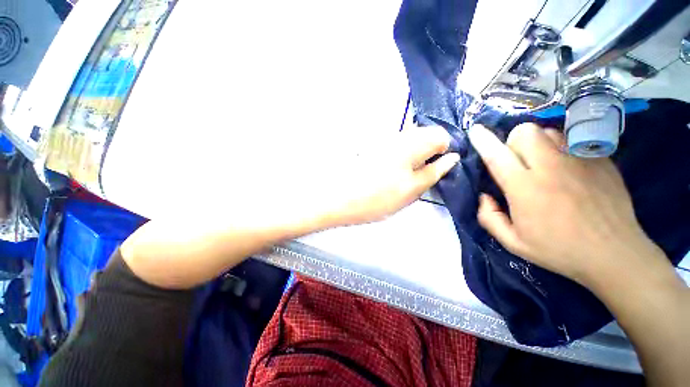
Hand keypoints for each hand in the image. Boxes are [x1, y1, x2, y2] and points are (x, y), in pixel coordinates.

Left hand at [323, 126, 459, 226]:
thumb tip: (452, 158)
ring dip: (415, 153)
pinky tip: (392, 171)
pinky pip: (397, 145)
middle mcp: (398, 136)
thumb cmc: (376, 199)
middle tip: (421, 173)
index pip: (439, 134)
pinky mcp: (374, 147)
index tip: (438, 166)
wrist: (339, 198)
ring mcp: (384, 141)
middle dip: (429, 151)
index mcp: (411, 145)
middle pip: (425, 134)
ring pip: (410, 140)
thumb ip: (433, 173)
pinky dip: (402, 155)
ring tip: (406, 175)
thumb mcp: (410, 191)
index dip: (444, 149)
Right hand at [468, 123, 664, 286]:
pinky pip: (572, 140)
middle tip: (517, 161)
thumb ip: (489, 217)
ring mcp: (579, 160)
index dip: (483, 140)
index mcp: (525, 189)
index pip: (497, 155)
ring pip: (548, 131)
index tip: (475, 130)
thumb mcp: (513, 242)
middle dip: (513, 141)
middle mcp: (551, 168)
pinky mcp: (600, 160)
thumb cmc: (559, 250)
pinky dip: (561, 147)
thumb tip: (484, 196)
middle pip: (524, 132)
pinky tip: (566, 168)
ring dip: (537, 143)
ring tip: (542, 163)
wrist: (614, 254)